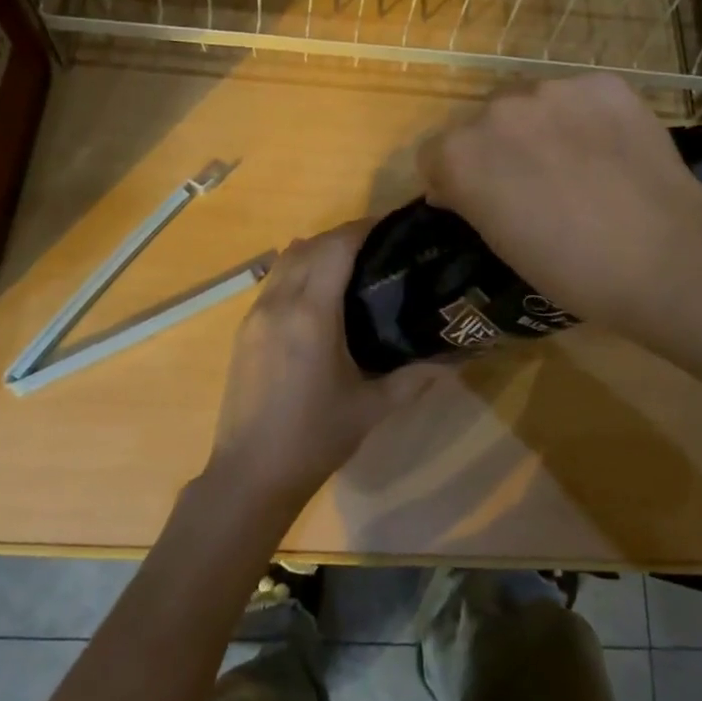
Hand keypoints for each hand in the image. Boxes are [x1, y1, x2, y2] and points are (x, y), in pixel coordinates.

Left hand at [208, 222, 444, 514]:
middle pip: (311, 245)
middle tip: (380, 245)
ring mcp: (255, 314)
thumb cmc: (315, 439)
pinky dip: (297, 269)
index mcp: (311, 313)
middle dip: (343, 235)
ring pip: (286, 259)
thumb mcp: (372, 408)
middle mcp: (279, 302)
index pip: (336, 247)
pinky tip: (318, 290)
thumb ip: (415, 378)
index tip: (392, 225)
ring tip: (351, 262)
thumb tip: (457, 358)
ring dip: (317, 249)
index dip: (364, 228)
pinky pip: (273, 280)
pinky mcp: (244, 329)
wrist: (250, 475)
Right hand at [417, 74, 701, 337]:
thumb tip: (459, 187)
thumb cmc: (571, 270)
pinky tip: (611, 149)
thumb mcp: (500, 243)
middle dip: (499, 148)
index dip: (454, 179)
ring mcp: (552, 89)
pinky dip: (587, 117)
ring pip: (532, 103)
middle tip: (534, 184)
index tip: (480, 202)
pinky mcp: (602, 83)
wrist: (664, 257)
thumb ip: (472, 199)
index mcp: (460, 154)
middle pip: (483, 122)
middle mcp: (497, 109)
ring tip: (580, 164)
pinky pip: (579, 96)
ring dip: (541, 127)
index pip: (435, 154)